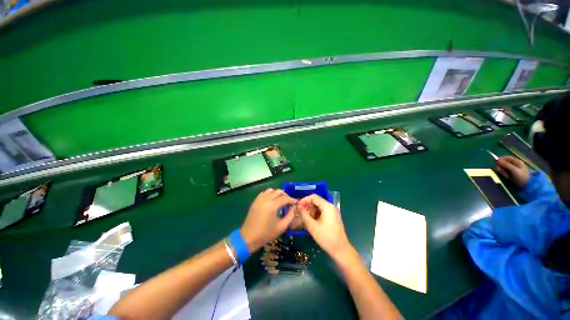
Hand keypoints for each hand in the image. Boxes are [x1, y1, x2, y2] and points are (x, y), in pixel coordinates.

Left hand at [240, 189, 296, 252]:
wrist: (248, 238)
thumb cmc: (266, 234)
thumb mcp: (281, 227)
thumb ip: (290, 216)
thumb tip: (293, 209)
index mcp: (272, 205)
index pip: (285, 198)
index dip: (292, 200)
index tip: (296, 202)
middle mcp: (266, 199)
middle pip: (278, 191)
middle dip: (285, 195)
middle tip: (289, 202)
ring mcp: (259, 199)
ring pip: (270, 190)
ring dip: (277, 193)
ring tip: (280, 200)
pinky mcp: (255, 201)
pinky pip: (264, 193)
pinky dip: (269, 194)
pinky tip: (271, 201)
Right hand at [298, 194, 353, 261]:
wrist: (340, 250)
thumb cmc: (326, 237)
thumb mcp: (312, 226)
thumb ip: (304, 214)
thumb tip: (298, 206)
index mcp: (327, 207)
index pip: (314, 197)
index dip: (305, 200)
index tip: (298, 206)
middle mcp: (330, 206)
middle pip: (316, 201)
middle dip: (307, 205)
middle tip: (300, 212)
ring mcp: (332, 212)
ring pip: (318, 206)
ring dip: (310, 210)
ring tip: (304, 217)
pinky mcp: (332, 217)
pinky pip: (322, 211)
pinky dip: (315, 214)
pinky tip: (310, 220)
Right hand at [496, 156, 530, 187]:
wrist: (526, 185)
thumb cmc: (521, 177)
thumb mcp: (514, 170)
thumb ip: (506, 165)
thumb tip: (498, 160)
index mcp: (517, 162)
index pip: (508, 158)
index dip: (502, 159)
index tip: (496, 161)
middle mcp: (515, 164)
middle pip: (505, 163)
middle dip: (501, 166)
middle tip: (499, 169)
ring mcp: (514, 170)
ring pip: (505, 168)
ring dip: (503, 171)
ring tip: (505, 175)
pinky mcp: (512, 174)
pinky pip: (506, 172)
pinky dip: (504, 174)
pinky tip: (506, 177)